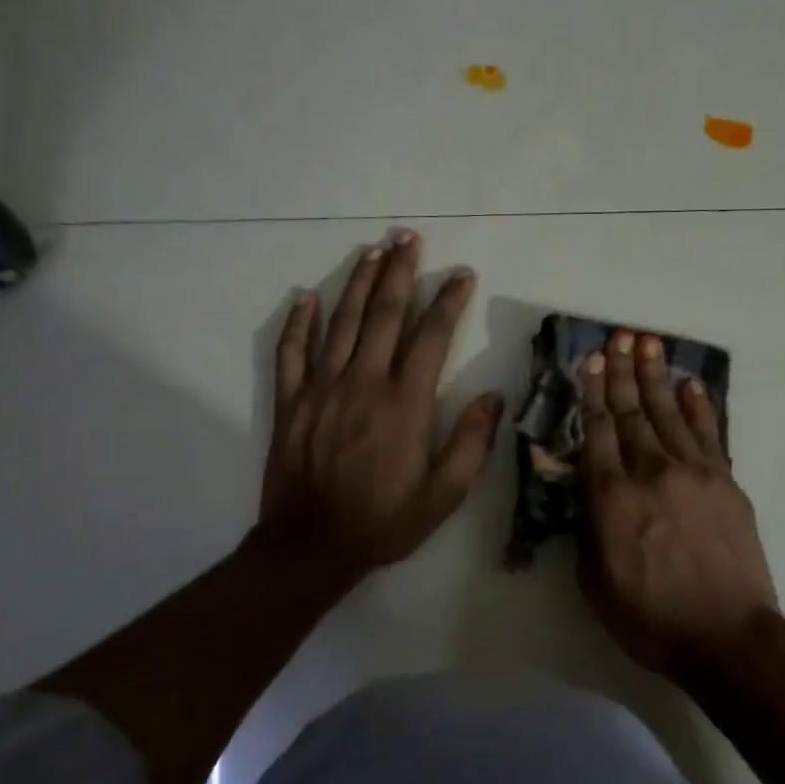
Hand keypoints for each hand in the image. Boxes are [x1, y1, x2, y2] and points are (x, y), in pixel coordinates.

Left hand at [259, 231, 503, 582]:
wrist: (311, 547)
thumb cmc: (384, 522)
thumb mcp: (444, 495)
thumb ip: (472, 444)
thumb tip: (493, 396)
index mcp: (405, 403)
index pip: (432, 337)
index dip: (448, 301)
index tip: (462, 275)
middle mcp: (363, 383)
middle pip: (383, 314)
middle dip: (399, 272)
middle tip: (408, 236)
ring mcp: (321, 389)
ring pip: (340, 322)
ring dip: (357, 282)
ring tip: (372, 250)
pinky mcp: (291, 402)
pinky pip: (292, 352)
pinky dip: (298, 322)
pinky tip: (306, 297)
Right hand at [577, 330, 778, 673]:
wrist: (727, 635)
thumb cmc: (650, 617)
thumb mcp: (595, 581)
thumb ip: (586, 528)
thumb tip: (583, 491)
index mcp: (612, 497)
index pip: (597, 431)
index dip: (590, 393)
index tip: (588, 362)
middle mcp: (651, 472)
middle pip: (631, 412)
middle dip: (621, 372)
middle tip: (618, 337)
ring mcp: (694, 472)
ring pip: (669, 413)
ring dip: (656, 377)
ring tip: (648, 344)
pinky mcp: (726, 482)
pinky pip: (709, 434)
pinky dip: (699, 406)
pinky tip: (690, 384)